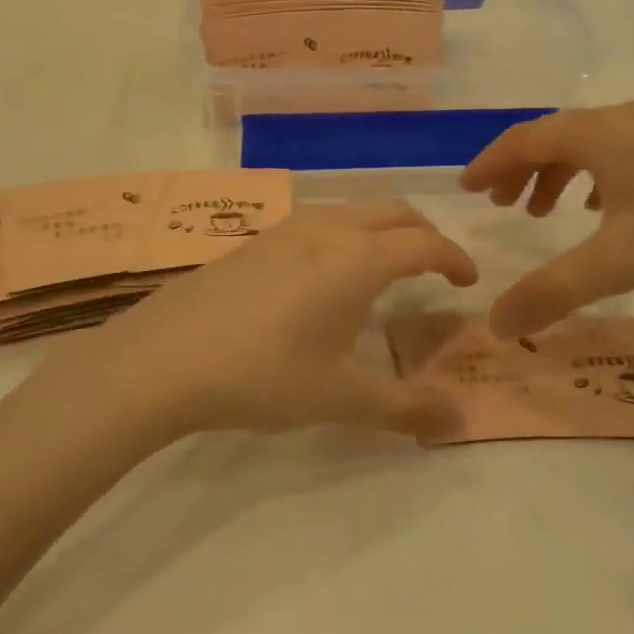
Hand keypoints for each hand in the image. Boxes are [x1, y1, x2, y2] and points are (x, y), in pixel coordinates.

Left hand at [37, 202, 477, 439]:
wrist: (165, 357)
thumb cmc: (264, 374)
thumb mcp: (340, 398)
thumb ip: (405, 408)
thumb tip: (460, 422)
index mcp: (359, 258)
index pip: (424, 243)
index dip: (453, 257)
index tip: (467, 280)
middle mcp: (328, 228)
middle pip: (392, 213)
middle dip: (423, 234)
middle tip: (435, 268)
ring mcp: (286, 228)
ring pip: (352, 211)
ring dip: (381, 230)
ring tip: (384, 269)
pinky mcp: (255, 239)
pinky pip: (318, 222)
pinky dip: (345, 235)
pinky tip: (325, 276)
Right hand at [461, 102, 633, 336]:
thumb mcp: (620, 262)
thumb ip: (553, 292)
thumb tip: (496, 325)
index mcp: (598, 134)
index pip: (524, 139)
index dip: (489, 162)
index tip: (466, 188)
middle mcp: (624, 119)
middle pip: (553, 136)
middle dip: (520, 170)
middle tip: (501, 205)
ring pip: (589, 144)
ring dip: (557, 174)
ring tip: (545, 212)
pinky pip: (620, 151)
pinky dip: (594, 176)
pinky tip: (604, 209)